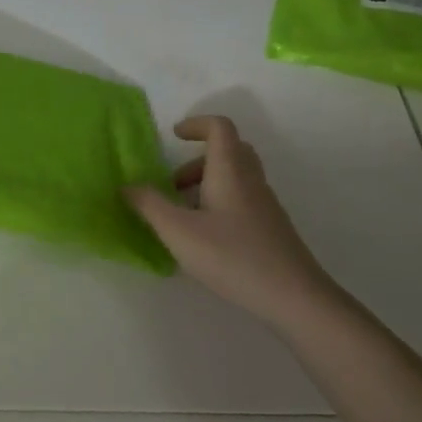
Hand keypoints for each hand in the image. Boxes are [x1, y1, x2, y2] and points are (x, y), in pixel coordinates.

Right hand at [126, 116, 335, 331]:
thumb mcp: (179, 231)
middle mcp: (251, 180)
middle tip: (174, 184)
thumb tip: (127, 185)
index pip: (219, 127)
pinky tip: (206, 238)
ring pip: (235, 176)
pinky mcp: (271, 227)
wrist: (294, 296)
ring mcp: (265, 204)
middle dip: (197, 159)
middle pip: (229, 150)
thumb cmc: (232, 256)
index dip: (196, 124)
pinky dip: (219, 204)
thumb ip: (150, 205)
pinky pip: (242, 199)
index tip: (173, 137)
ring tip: (183, 215)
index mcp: (230, 170)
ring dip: (206, 184)